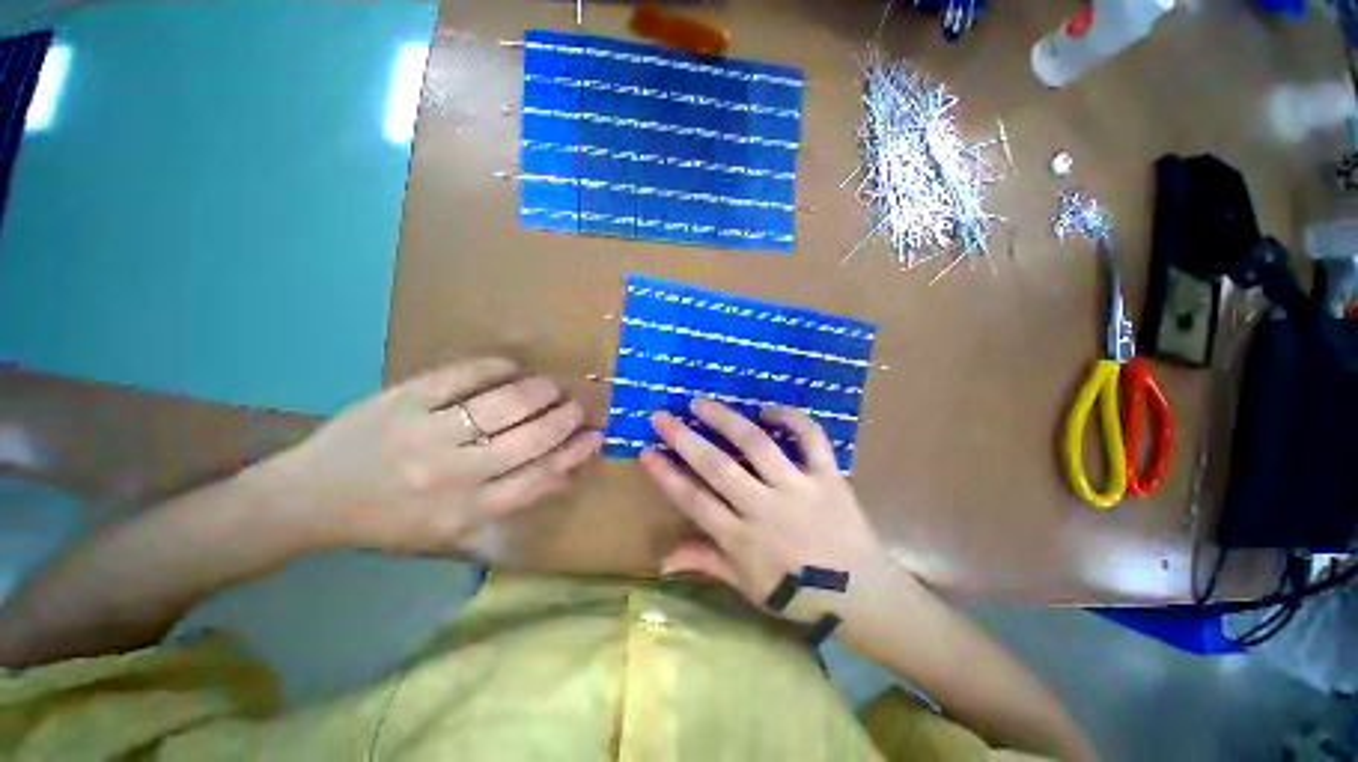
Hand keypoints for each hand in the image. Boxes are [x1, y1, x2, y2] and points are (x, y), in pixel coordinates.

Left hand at [255, 357, 601, 555]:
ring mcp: (427, 432)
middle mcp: (452, 474)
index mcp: (465, 510)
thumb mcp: (451, 530)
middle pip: (530, 439)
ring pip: (505, 405)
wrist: (309, 499)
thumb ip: (510, 504)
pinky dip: (497, 367)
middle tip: (576, 406)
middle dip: (564, 418)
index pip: (539, 478)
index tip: (595, 435)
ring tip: (552, 387)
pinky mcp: (404, 399)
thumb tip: (564, 475)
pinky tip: (512, 368)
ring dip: (540, 392)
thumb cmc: (389, 520)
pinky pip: (464, 375)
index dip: (574, 453)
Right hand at [639, 399, 890, 622]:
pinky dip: (792, 419)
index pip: (694, 501)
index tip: (646, 452)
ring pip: (757, 445)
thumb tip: (663, 560)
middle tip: (662, 416)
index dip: (667, 476)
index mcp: (742, 540)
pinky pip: (811, 439)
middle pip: (717, 467)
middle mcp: (765, 508)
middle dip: (684, 439)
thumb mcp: (747, 587)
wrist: (863, 596)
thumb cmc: (798, 595)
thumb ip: (706, 563)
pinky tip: (768, 409)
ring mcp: (798, 488)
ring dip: (726, 420)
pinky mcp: (829, 477)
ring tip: (701, 402)